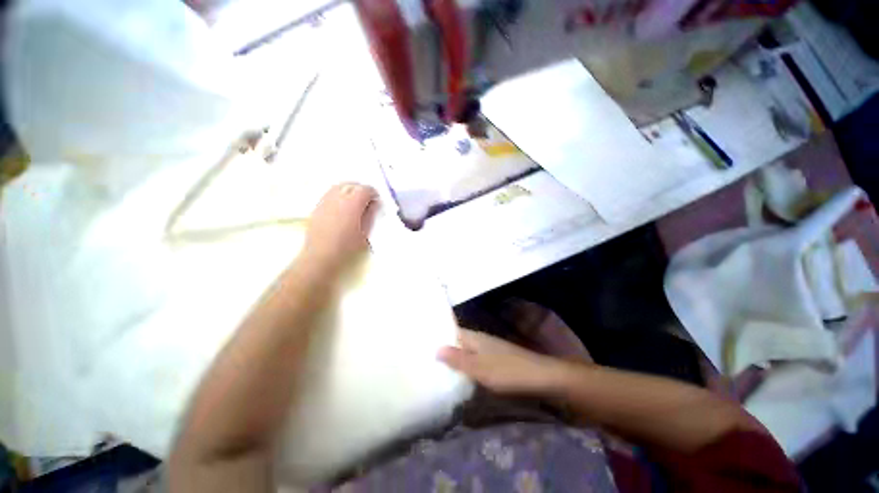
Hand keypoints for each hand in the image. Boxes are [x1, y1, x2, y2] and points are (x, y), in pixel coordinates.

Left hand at [302, 183, 376, 273]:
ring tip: (354, 199)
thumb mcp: (365, 232)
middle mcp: (338, 198)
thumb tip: (373, 204)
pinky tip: (341, 205)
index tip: (376, 199)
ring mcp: (326, 200)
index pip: (365, 189)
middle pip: (351, 185)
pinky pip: (330, 193)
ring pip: (339, 186)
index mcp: (353, 203)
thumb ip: (370, 215)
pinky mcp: (317, 206)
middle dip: (361, 189)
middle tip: (367, 198)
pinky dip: (338, 194)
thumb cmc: (347, 246)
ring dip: (349, 189)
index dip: (373, 193)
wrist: (321, 255)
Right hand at [438, 329, 568, 395]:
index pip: (451, 331)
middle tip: (426, 357)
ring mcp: (488, 349)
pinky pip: (474, 358)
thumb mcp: (479, 368)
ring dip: (454, 356)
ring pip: (466, 350)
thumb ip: (457, 359)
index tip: (422, 341)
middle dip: (444, 347)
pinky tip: (460, 374)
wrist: (540, 377)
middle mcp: (480, 339)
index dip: (438, 334)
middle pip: (458, 340)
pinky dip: (466, 364)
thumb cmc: (507, 371)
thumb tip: (435, 348)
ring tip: (437, 367)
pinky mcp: (495, 359)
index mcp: (474, 337)